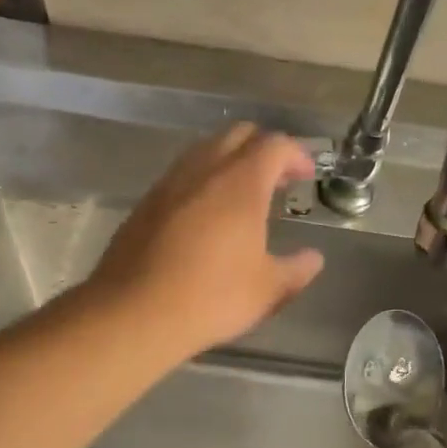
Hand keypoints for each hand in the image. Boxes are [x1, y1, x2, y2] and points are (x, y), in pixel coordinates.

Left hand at [87, 123, 324, 357]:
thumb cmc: (210, 297)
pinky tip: (205, 216)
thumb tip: (313, 259)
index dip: (296, 154)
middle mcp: (203, 170)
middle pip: (238, 135)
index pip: (274, 145)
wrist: (133, 313)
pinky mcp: (145, 203)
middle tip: (278, 181)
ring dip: (230, 162)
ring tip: (242, 197)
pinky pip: (181, 174)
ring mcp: (169, 183)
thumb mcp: (267, 290)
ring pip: (205, 150)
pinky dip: (202, 180)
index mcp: (240, 183)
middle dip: (264, 149)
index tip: (306, 176)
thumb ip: (296, 270)